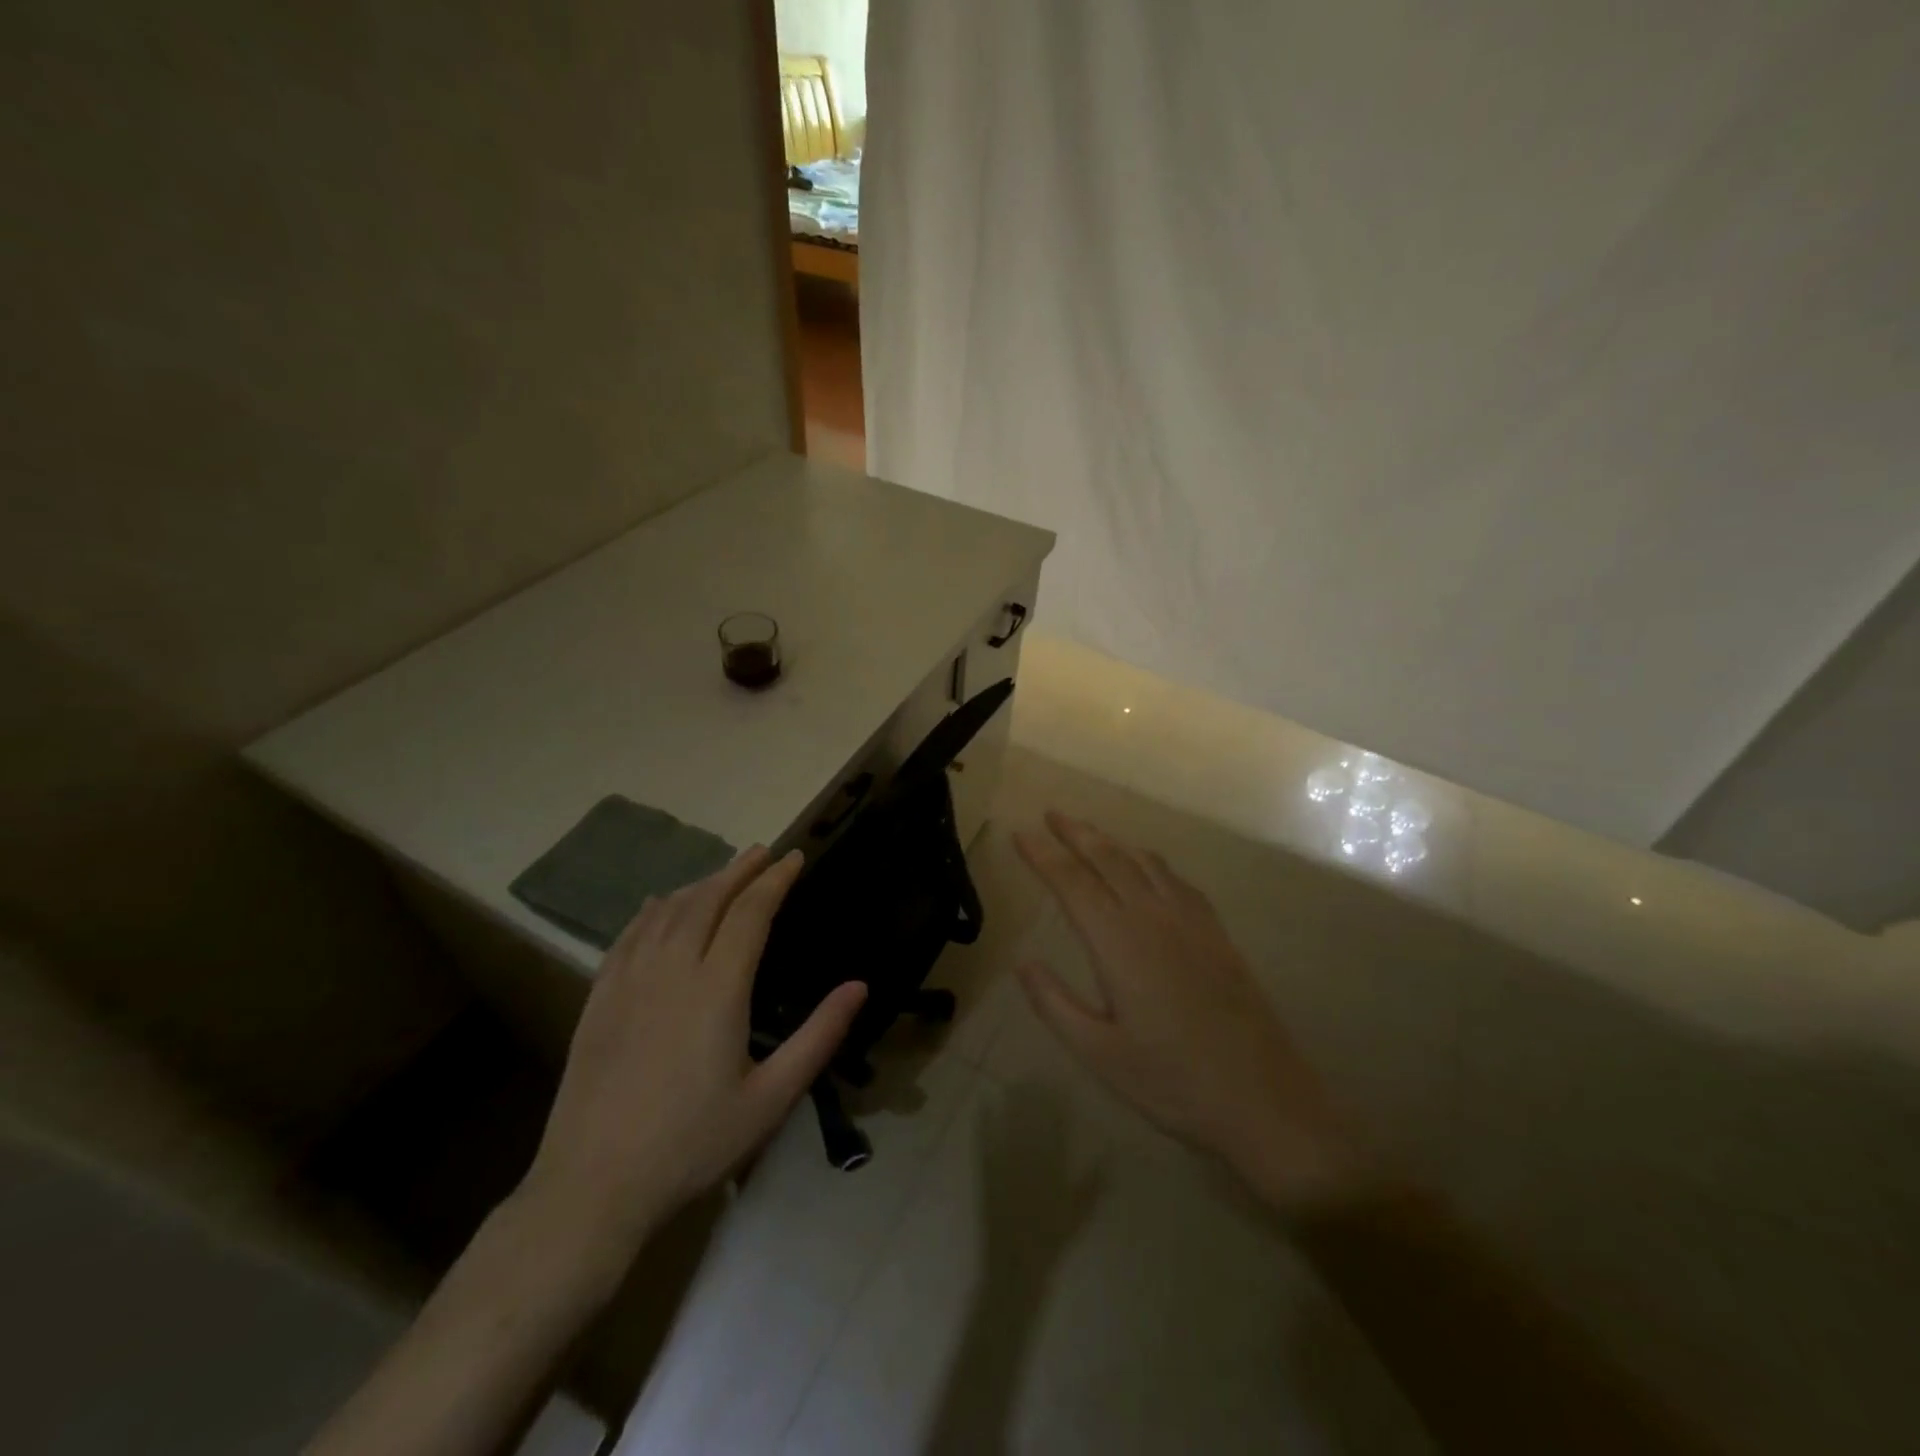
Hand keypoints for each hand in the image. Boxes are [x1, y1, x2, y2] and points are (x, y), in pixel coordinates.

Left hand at [520, 846, 866, 1253]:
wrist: (593, 1186)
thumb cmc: (693, 1143)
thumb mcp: (771, 1098)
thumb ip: (819, 1036)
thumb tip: (859, 985)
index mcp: (718, 988)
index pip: (751, 912)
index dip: (775, 880)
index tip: (794, 857)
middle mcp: (672, 969)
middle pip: (708, 899)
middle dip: (740, 870)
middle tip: (763, 852)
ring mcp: (629, 980)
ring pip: (668, 911)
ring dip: (700, 884)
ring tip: (724, 873)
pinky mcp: (599, 999)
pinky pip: (629, 935)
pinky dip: (652, 910)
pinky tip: (661, 905)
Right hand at [1013, 812, 1372, 1213]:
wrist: (1264, 1099)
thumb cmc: (1172, 1082)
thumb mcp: (1098, 1053)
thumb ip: (1054, 1003)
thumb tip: (1023, 962)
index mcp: (1119, 943)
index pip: (1072, 883)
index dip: (1043, 855)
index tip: (1020, 833)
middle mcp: (1153, 918)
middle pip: (1109, 858)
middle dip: (1076, 833)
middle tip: (1051, 814)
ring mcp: (1191, 922)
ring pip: (1144, 863)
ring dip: (1112, 842)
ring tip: (1090, 833)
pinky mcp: (1217, 933)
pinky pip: (1176, 879)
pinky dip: (1150, 862)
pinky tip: (1147, 868)